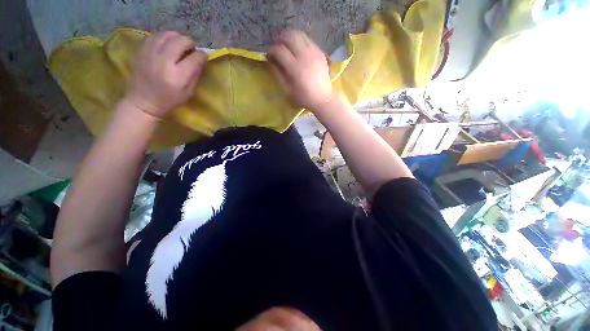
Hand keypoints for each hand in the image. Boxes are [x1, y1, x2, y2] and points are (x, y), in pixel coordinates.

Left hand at [125, 31, 207, 117]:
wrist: (143, 101)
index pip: (195, 58)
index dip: (202, 55)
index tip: (204, 56)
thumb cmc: (170, 100)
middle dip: (190, 43)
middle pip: (181, 41)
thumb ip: (196, 74)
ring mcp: (150, 54)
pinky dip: (164, 38)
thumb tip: (201, 59)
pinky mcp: (141, 50)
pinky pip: (155, 36)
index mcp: (178, 76)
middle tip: (191, 50)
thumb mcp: (189, 92)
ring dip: (177, 38)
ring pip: (167, 35)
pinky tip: (167, 45)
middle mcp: (164, 61)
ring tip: (179, 46)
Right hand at [267, 30, 332, 110]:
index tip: (269, 55)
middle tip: (277, 46)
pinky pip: (308, 39)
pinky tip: (298, 48)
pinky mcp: (320, 52)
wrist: (323, 98)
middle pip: (289, 36)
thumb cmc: (304, 97)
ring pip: (299, 34)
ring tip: (286, 44)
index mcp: (295, 68)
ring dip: (290, 36)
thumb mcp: (288, 90)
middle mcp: (305, 56)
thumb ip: (278, 74)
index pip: (279, 50)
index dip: (271, 50)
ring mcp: (314, 52)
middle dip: (280, 39)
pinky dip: (300, 40)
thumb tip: (270, 61)